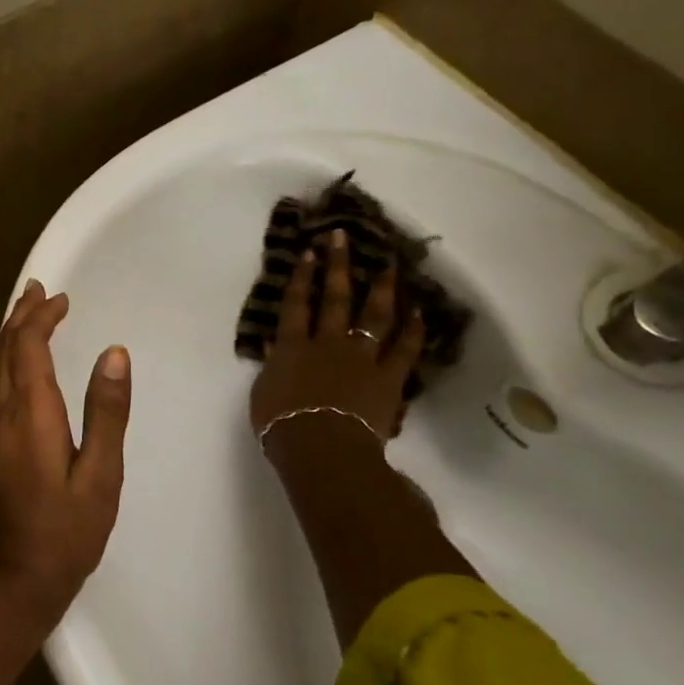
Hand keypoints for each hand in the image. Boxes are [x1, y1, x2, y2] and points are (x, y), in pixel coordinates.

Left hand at [0, 280, 130, 619]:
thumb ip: (107, 412)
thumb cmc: (68, 532)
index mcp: (32, 414)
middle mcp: (1, 414)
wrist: (15, 582)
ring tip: (19, 312)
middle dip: (22, 316)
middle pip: (6, 350)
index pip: (30, 346)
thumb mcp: (102, 475)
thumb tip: (115, 353)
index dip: (42, 317)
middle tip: (39, 290)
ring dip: (5, 335)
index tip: (62, 300)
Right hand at [249, 229, 424, 448]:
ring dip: (382, 288)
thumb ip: (271, 365)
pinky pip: (404, 349)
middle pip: (333, 298)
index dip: (301, 277)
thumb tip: (273, 344)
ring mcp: (360, 357)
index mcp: (292, 347)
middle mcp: (327, 343)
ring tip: (389, 266)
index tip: (309, 252)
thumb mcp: (263, 393)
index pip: (295, 305)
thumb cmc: (281, 424)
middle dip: (337, 266)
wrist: (320, 446)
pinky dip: (413, 330)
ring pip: (373, 316)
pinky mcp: (388, 377)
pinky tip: (420, 312)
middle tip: (343, 238)